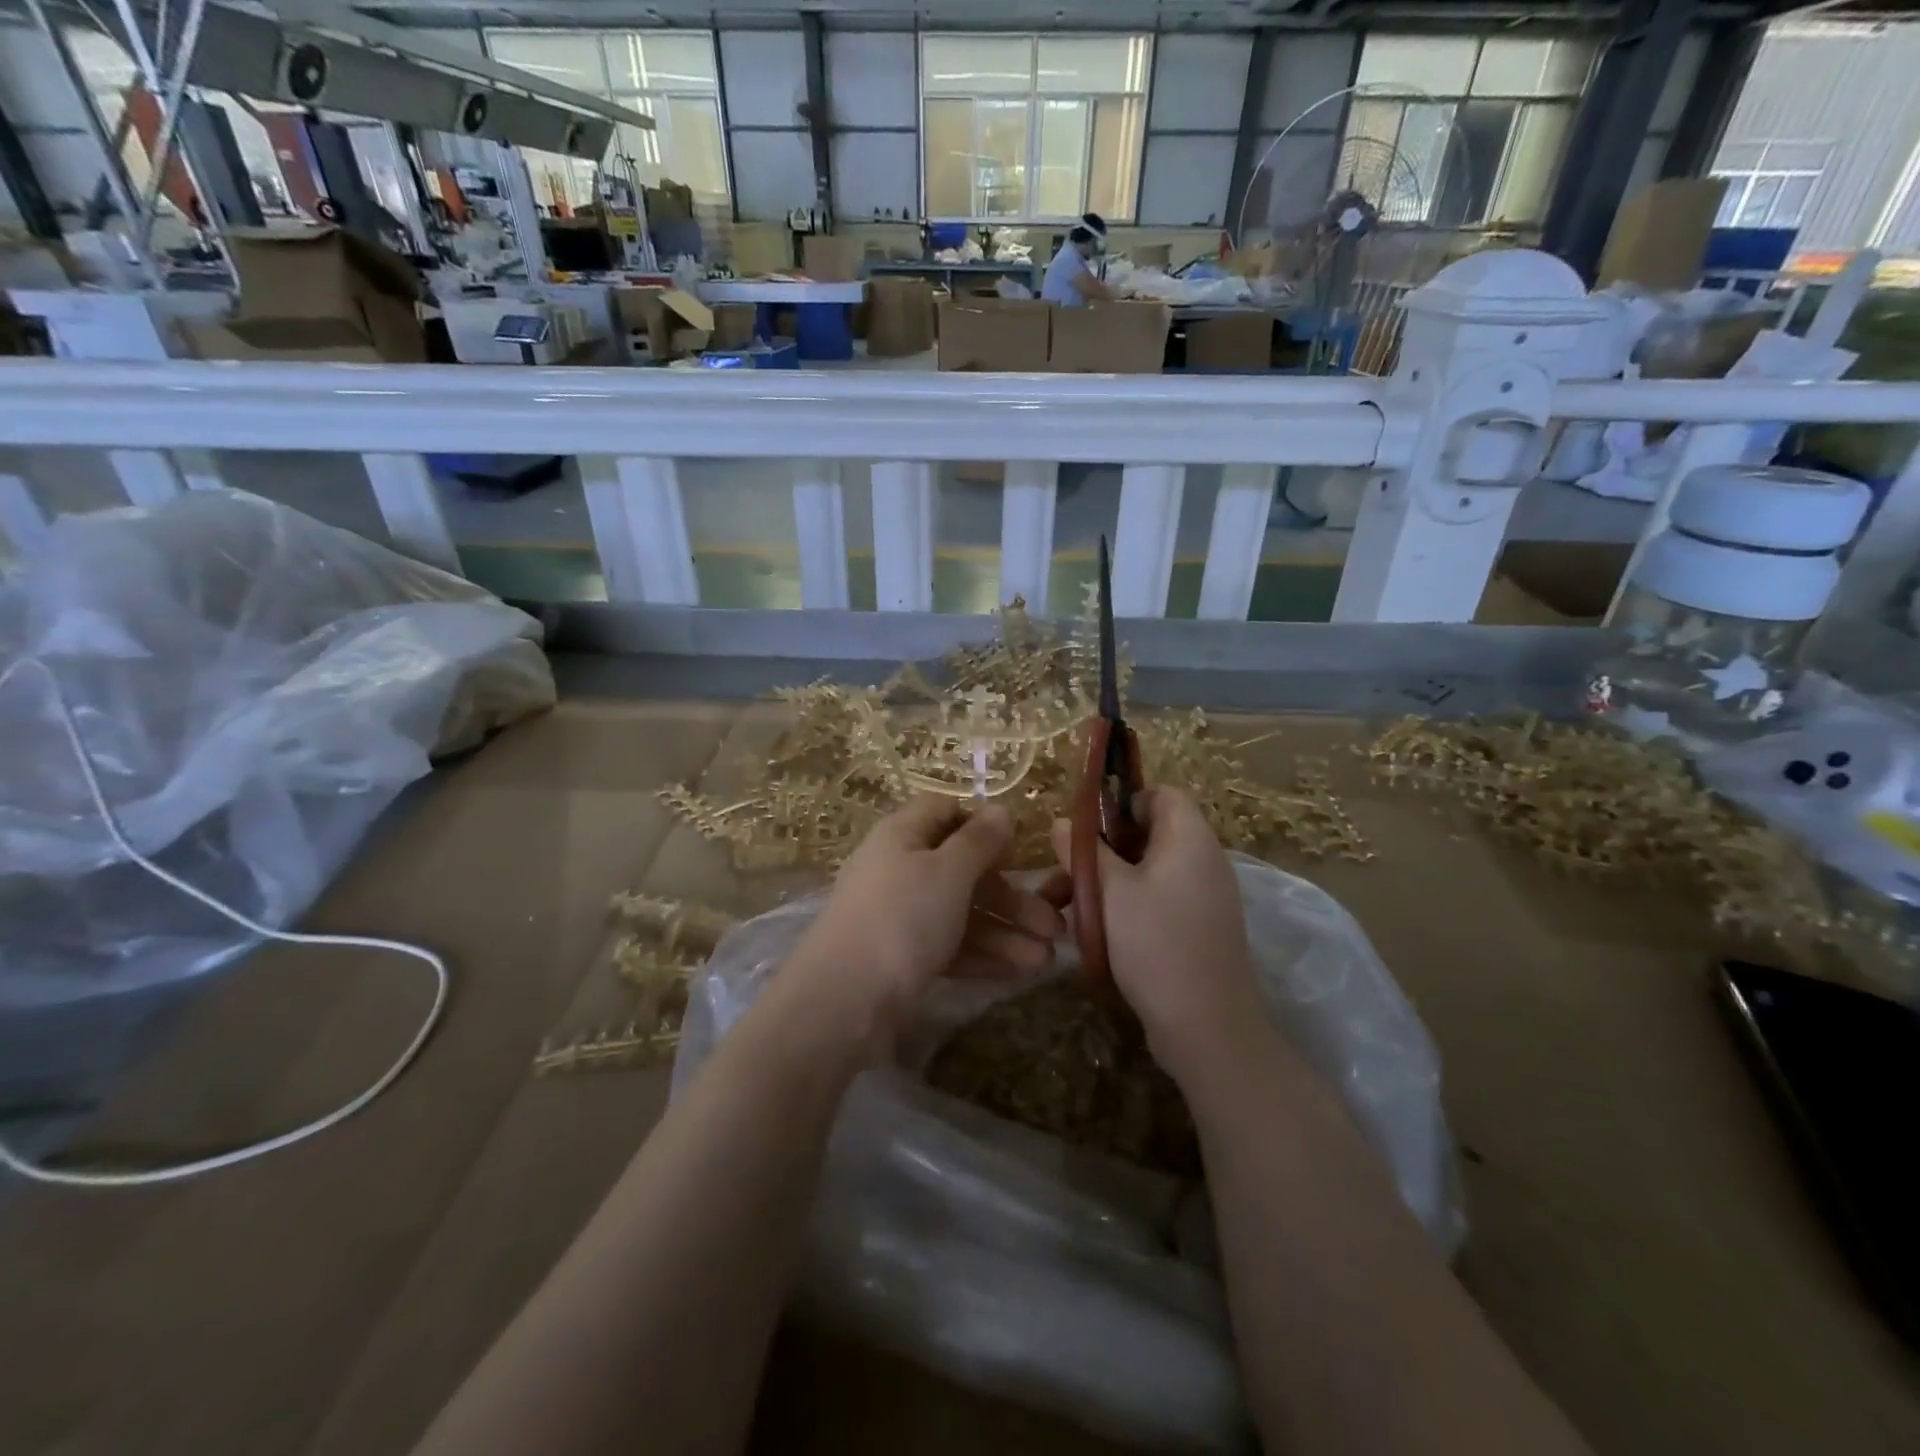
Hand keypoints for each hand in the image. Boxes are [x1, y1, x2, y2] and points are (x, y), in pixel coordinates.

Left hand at [790, 798, 1065, 1038]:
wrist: (844, 1000)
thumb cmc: (902, 917)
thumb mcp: (948, 871)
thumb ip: (978, 841)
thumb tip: (1000, 810)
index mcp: (902, 835)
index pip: (943, 812)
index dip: (981, 823)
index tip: (1017, 848)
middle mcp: (899, 869)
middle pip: (962, 870)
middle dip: (1011, 896)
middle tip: (1055, 924)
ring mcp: (899, 916)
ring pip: (961, 913)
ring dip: (1005, 932)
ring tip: (1047, 960)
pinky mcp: (901, 957)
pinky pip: (949, 945)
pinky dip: (983, 955)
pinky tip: (1019, 972)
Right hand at [1050, 788, 1264, 1080]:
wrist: (1206, 1027)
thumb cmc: (1155, 944)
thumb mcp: (1109, 892)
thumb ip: (1085, 851)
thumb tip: (1064, 821)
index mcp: (1189, 838)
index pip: (1161, 794)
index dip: (1122, 803)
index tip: (1088, 830)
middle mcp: (1203, 860)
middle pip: (1148, 835)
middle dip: (1102, 851)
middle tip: (1064, 874)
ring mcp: (1203, 897)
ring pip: (1146, 872)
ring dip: (1106, 883)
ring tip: (1064, 910)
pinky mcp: (1198, 928)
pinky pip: (1157, 901)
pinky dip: (1125, 907)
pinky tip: (1091, 934)